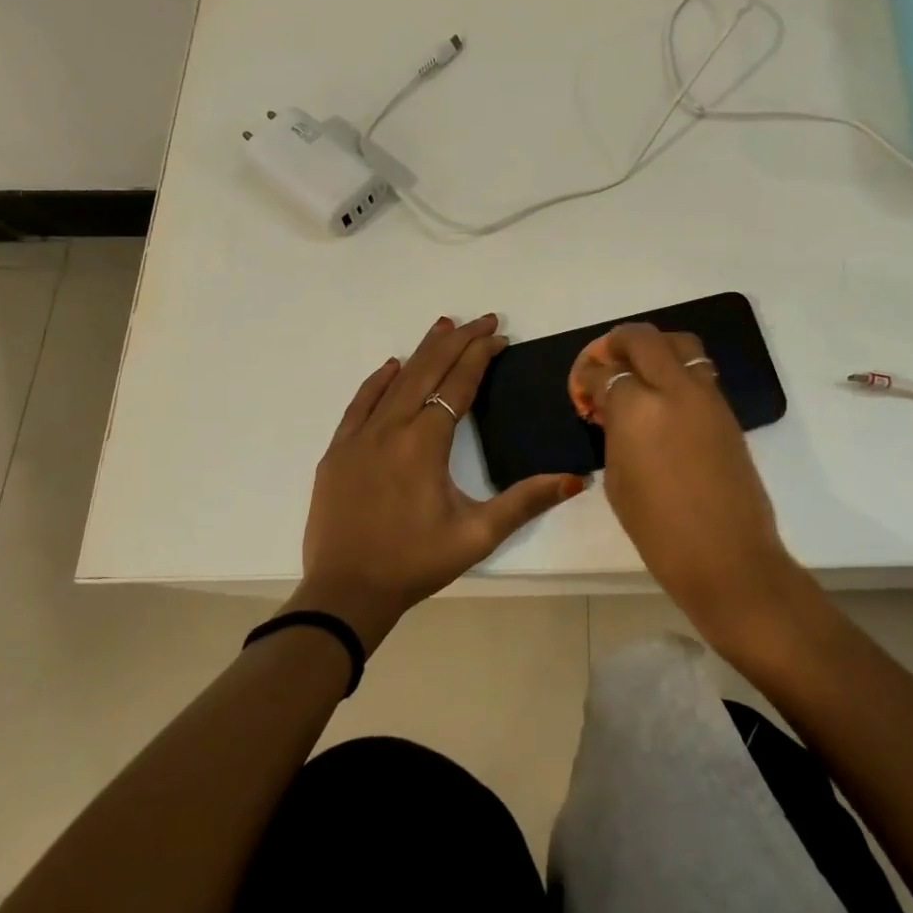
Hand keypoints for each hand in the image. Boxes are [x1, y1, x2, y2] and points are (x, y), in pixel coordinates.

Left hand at [292, 313, 584, 650]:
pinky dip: (379, 380)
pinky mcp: (338, 451)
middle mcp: (391, 428)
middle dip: (458, 340)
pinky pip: (360, 403)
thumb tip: (575, 479)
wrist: (345, 592)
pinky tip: (392, 366)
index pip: (459, 384)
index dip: (480, 356)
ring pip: (395, 380)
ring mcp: (359, 437)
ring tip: (444, 325)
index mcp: (425, 442)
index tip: (500, 336)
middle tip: (483, 319)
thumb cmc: (415, 563)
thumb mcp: (477, 535)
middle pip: (428, 370)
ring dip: (422, 351)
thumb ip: (525, 502)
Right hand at [568, 323, 805, 652]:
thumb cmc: (659, 531)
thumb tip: (614, 410)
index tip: (584, 385)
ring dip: (655, 347)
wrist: (728, 556)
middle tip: (608, 358)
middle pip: (644, 339)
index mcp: (636, 410)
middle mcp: (673, 390)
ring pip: (680, 344)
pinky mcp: (727, 411)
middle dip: (619, 342)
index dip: (588, 375)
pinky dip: (678, 369)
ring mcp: (706, 397)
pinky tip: (666, 395)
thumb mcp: (618, 480)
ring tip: (641, 369)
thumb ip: (615, 433)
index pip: (606, 372)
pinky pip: (699, 370)